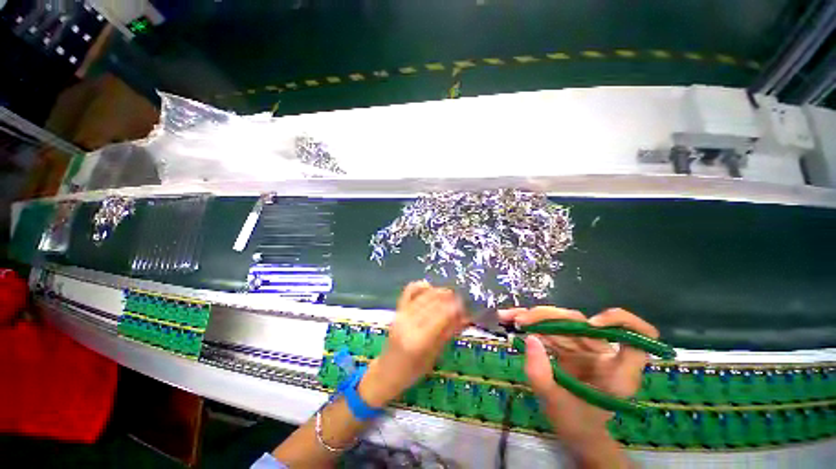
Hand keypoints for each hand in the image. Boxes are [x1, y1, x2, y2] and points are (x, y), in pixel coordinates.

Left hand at [358, 281, 468, 407]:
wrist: (387, 371)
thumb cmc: (413, 370)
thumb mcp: (434, 355)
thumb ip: (448, 333)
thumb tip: (465, 317)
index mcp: (420, 340)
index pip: (442, 316)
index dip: (455, 308)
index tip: (465, 306)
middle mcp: (409, 324)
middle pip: (433, 303)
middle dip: (449, 298)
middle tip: (460, 299)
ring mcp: (401, 315)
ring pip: (423, 296)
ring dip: (438, 291)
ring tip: (449, 293)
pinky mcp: (397, 310)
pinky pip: (409, 291)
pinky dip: (420, 286)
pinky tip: (429, 287)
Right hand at [498, 307, 657, 458]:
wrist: (575, 434)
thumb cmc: (575, 425)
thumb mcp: (555, 404)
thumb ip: (541, 374)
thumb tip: (530, 337)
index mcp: (617, 371)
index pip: (639, 336)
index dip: (621, 322)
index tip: (592, 324)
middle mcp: (603, 353)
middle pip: (580, 322)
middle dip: (548, 317)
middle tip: (521, 321)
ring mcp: (584, 348)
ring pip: (560, 321)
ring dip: (532, 316)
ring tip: (508, 317)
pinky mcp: (568, 346)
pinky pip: (549, 329)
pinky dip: (529, 323)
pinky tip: (510, 319)